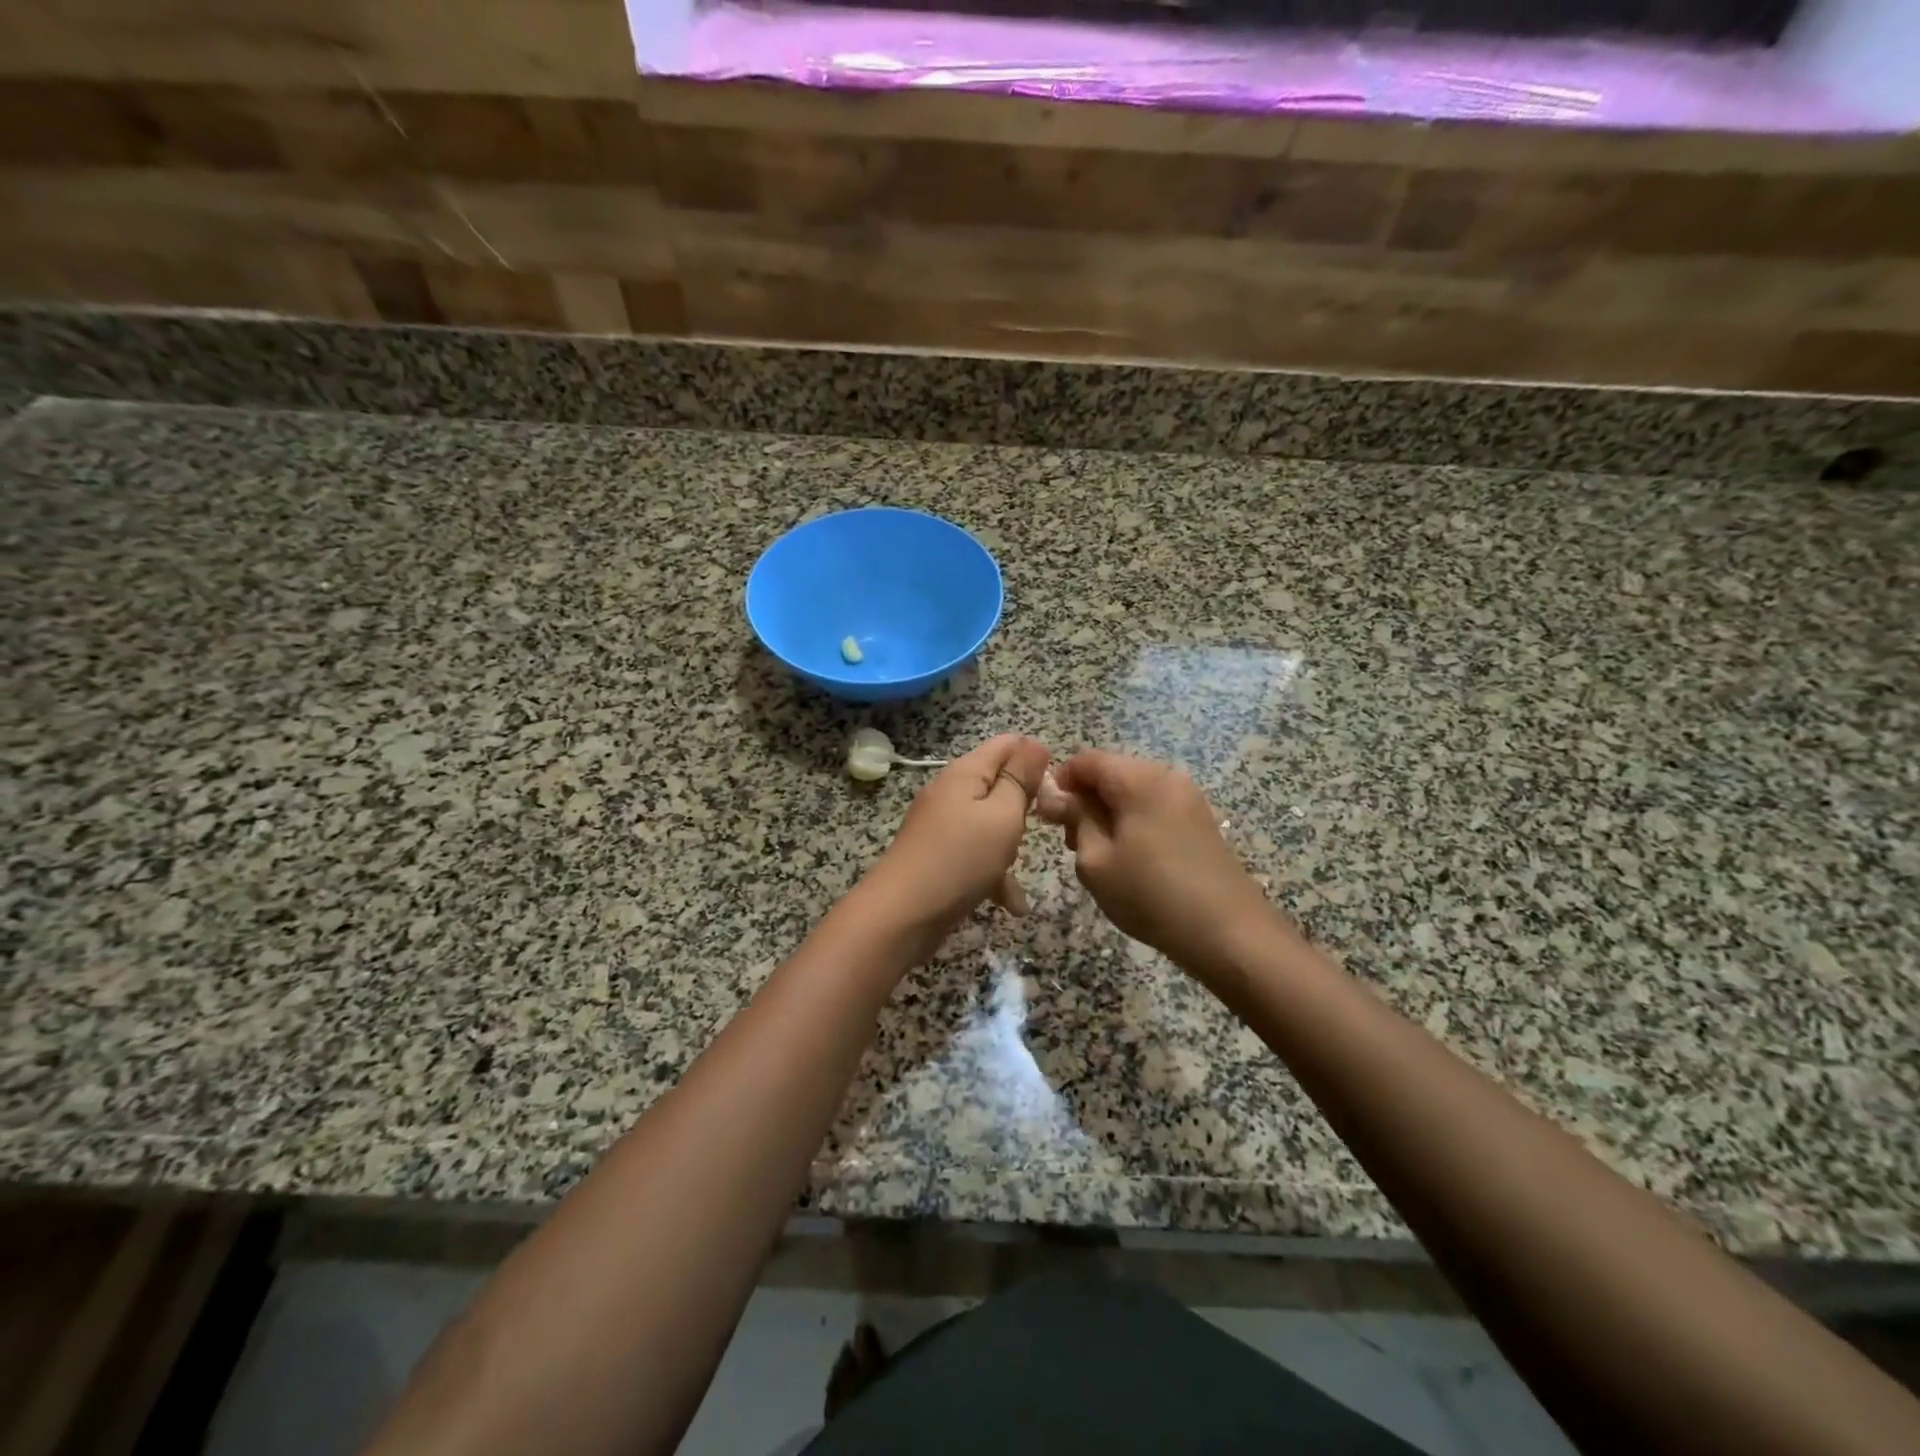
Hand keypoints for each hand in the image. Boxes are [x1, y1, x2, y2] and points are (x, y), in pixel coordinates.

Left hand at [863, 734, 1049, 937]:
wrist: (902, 914)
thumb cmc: (961, 858)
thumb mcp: (1003, 814)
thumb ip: (1021, 779)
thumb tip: (1036, 744)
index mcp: (966, 772)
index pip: (1007, 744)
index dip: (1036, 759)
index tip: (1056, 790)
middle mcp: (950, 791)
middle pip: (998, 784)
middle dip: (1025, 805)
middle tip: (1043, 828)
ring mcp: (941, 824)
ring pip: (989, 822)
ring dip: (1010, 844)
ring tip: (1020, 867)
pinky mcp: (937, 855)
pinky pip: (974, 853)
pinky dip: (993, 872)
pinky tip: (1011, 904)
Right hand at [1043, 750, 1282, 976]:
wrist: (1228, 932)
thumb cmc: (1150, 895)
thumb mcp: (1096, 860)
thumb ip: (1074, 819)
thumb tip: (1056, 795)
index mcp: (1138, 779)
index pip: (1087, 760)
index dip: (1061, 783)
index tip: (1049, 818)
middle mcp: (1166, 776)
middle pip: (1112, 772)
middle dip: (1085, 799)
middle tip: (1071, 842)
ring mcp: (1188, 797)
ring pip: (1133, 790)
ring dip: (1109, 812)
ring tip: (1100, 854)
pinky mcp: (1200, 819)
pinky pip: (1155, 806)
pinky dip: (1134, 821)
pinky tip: (1131, 858)